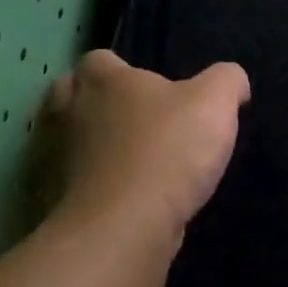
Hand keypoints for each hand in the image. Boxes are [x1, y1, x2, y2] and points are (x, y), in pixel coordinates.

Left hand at [46, 50, 249, 253]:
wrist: (124, 226)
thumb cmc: (168, 151)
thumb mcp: (215, 103)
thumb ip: (226, 81)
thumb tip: (233, 80)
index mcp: (104, 81)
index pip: (98, 60)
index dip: (119, 69)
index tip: (147, 87)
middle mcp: (70, 112)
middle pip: (67, 93)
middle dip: (89, 100)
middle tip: (125, 117)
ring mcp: (55, 157)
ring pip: (63, 139)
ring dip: (83, 144)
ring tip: (119, 158)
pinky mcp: (54, 198)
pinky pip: (64, 181)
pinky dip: (81, 184)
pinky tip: (111, 195)